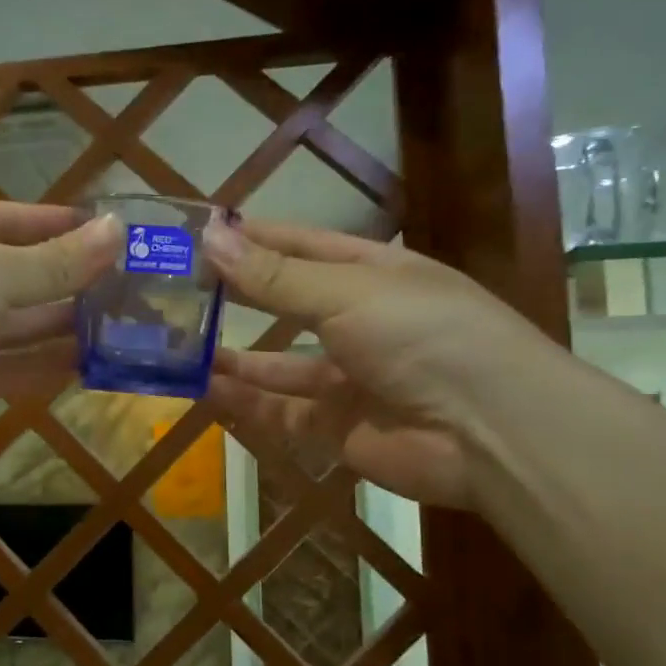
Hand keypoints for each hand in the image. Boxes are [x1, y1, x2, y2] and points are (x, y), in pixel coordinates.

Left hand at [0, 201, 122, 461]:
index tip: (108, 231)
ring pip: (16, 327)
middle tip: (129, 286)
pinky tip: (88, 367)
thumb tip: (117, 231)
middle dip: (68, 280)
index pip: (8, 220)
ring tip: (122, 326)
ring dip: (62, 327)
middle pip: (16, 276)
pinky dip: (43, 368)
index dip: (57, 224)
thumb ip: (55, 260)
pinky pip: (8, 370)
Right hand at [203, 218, 550, 506]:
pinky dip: (246, 403)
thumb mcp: (345, 293)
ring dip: (235, 357)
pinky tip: (205, 390)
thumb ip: (274, 275)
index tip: (198, 233)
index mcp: (372, 273)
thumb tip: (209, 236)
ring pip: (279, 364)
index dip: (253, 237)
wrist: (490, 432)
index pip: (301, 245)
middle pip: (286, 304)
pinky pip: (282, 413)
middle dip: (237, 296)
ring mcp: (350, 378)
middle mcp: (359, 322)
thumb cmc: (422, 334)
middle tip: (175, 291)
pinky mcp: (339, 428)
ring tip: (179, 346)